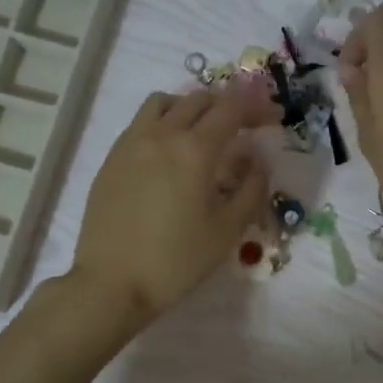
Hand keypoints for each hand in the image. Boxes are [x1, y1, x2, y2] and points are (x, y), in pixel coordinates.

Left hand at [70, 84, 278, 324]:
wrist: (112, 282)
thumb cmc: (176, 260)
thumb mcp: (227, 230)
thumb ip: (251, 189)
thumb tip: (257, 160)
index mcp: (194, 150)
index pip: (231, 109)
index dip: (256, 108)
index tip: (272, 119)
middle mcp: (161, 135)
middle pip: (198, 100)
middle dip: (226, 106)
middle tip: (243, 127)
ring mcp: (130, 144)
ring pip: (164, 103)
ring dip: (190, 107)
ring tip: (202, 132)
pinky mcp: (111, 159)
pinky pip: (141, 123)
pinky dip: (163, 123)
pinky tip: (168, 154)